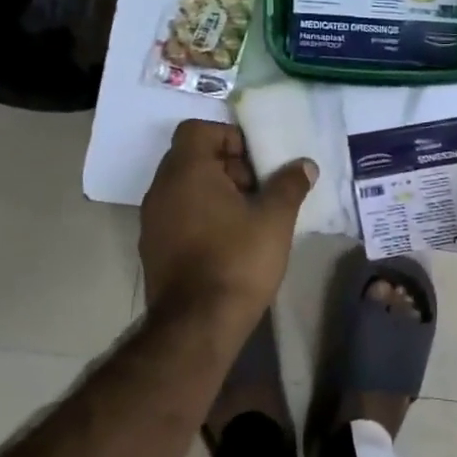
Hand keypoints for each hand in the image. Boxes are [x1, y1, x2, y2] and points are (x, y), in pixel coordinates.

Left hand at [139, 119, 314, 320]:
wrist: (197, 326)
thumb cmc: (237, 259)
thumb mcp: (275, 218)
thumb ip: (290, 185)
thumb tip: (304, 166)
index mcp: (186, 171)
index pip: (198, 130)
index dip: (229, 137)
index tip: (256, 161)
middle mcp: (161, 189)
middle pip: (192, 157)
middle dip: (229, 166)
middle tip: (259, 189)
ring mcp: (152, 221)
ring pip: (186, 188)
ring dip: (217, 192)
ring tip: (249, 216)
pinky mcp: (153, 249)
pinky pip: (179, 215)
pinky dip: (202, 216)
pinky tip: (230, 241)